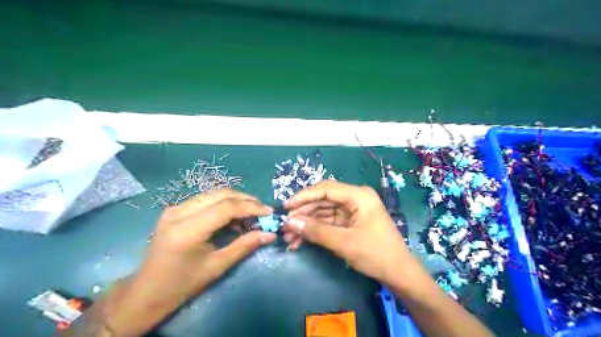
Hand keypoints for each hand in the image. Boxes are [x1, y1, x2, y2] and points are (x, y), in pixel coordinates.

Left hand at [62, 190, 273, 336]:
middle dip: (246, 200)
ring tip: (251, 213)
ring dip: (236, 200)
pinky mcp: (175, 209)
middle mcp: (179, 212)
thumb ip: (244, 246)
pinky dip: (224, 204)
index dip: (251, 207)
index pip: (226, 207)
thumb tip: (269, 234)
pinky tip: (233, 216)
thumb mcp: (217, 266)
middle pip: (221, 194)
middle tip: (263, 210)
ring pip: (214, 194)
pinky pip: (206, 200)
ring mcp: (175, 208)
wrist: (146, 291)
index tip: (269, 212)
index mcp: (187, 229)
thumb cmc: (182, 284)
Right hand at [282, 181, 413, 283]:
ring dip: (306, 224)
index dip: (303, 197)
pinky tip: (300, 241)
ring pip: (322, 212)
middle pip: (322, 200)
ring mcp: (352, 210)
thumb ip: (316, 231)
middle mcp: (355, 198)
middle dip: (303, 213)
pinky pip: (328, 222)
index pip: (326, 189)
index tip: (285, 207)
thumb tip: (290, 223)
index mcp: (358, 196)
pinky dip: (315, 231)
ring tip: (288, 237)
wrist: (398, 273)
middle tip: (284, 226)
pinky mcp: (349, 221)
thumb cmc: (376, 254)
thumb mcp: (344, 243)